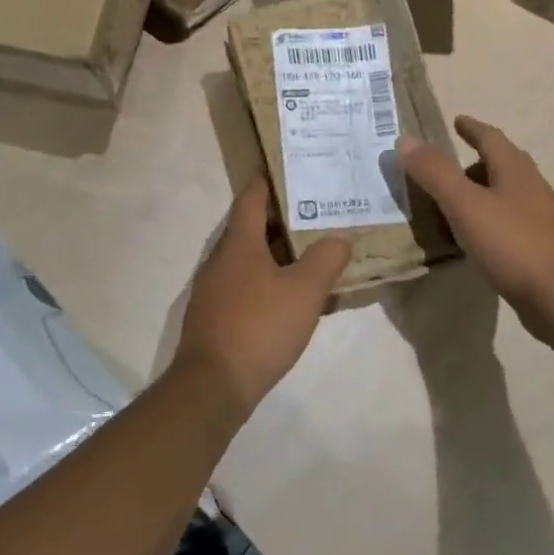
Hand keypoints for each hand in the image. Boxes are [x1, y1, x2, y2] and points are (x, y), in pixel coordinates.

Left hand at [175, 180, 351, 415]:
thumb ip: (326, 260)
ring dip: (276, 252)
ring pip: (248, 259)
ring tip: (310, 252)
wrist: (213, 385)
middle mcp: (221, 260)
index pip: (250, 198)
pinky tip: (291, 297)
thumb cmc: (259, 327)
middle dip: (280, 218)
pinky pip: (245, 286)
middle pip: (249, 227)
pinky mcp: (215, 316)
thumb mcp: (304, 291)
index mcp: (238, 244)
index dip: (268, 181)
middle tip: (315, 212)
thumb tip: (340, 236)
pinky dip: (268, 281)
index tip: (289, 169)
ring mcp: (214, 289)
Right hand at [396, 116, 553, 339]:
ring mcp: (539, 219)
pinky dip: (485, 222)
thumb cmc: (513, 243)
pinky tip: (472, 240)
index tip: (457, 120)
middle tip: (445, 169)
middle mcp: (531, 188)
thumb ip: (435, 172)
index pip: (490, 137)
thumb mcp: (465, 205)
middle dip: (474, 162)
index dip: (472, 128)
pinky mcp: (539, 248)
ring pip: (504, 196)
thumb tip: (406, 139)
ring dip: (479, 194)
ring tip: (451, 205)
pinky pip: (506, 223)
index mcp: (515, 170)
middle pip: (500, 165)